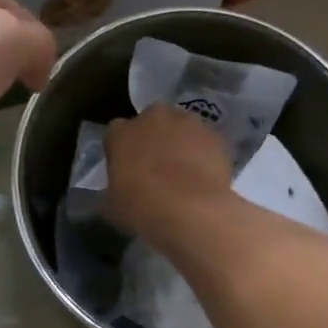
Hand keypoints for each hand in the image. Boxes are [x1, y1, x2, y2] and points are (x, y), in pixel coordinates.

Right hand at [104, 105, 234, 247]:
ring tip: (185, 173)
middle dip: (153, 139)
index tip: (126, 169)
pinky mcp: (214, 135)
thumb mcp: (113, 206)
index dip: (121, 151)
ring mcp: (187, 122)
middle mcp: (153, 117)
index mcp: (120, 133)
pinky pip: (205, 142)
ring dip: (180, 143)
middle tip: (157, 168)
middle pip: (151, 122)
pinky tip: (204, 177)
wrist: (191, 210)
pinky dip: (204, 154)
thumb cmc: (142, 208)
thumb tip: (118, 191)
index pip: (116, 134)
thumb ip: (114, 189)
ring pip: (181, 128)